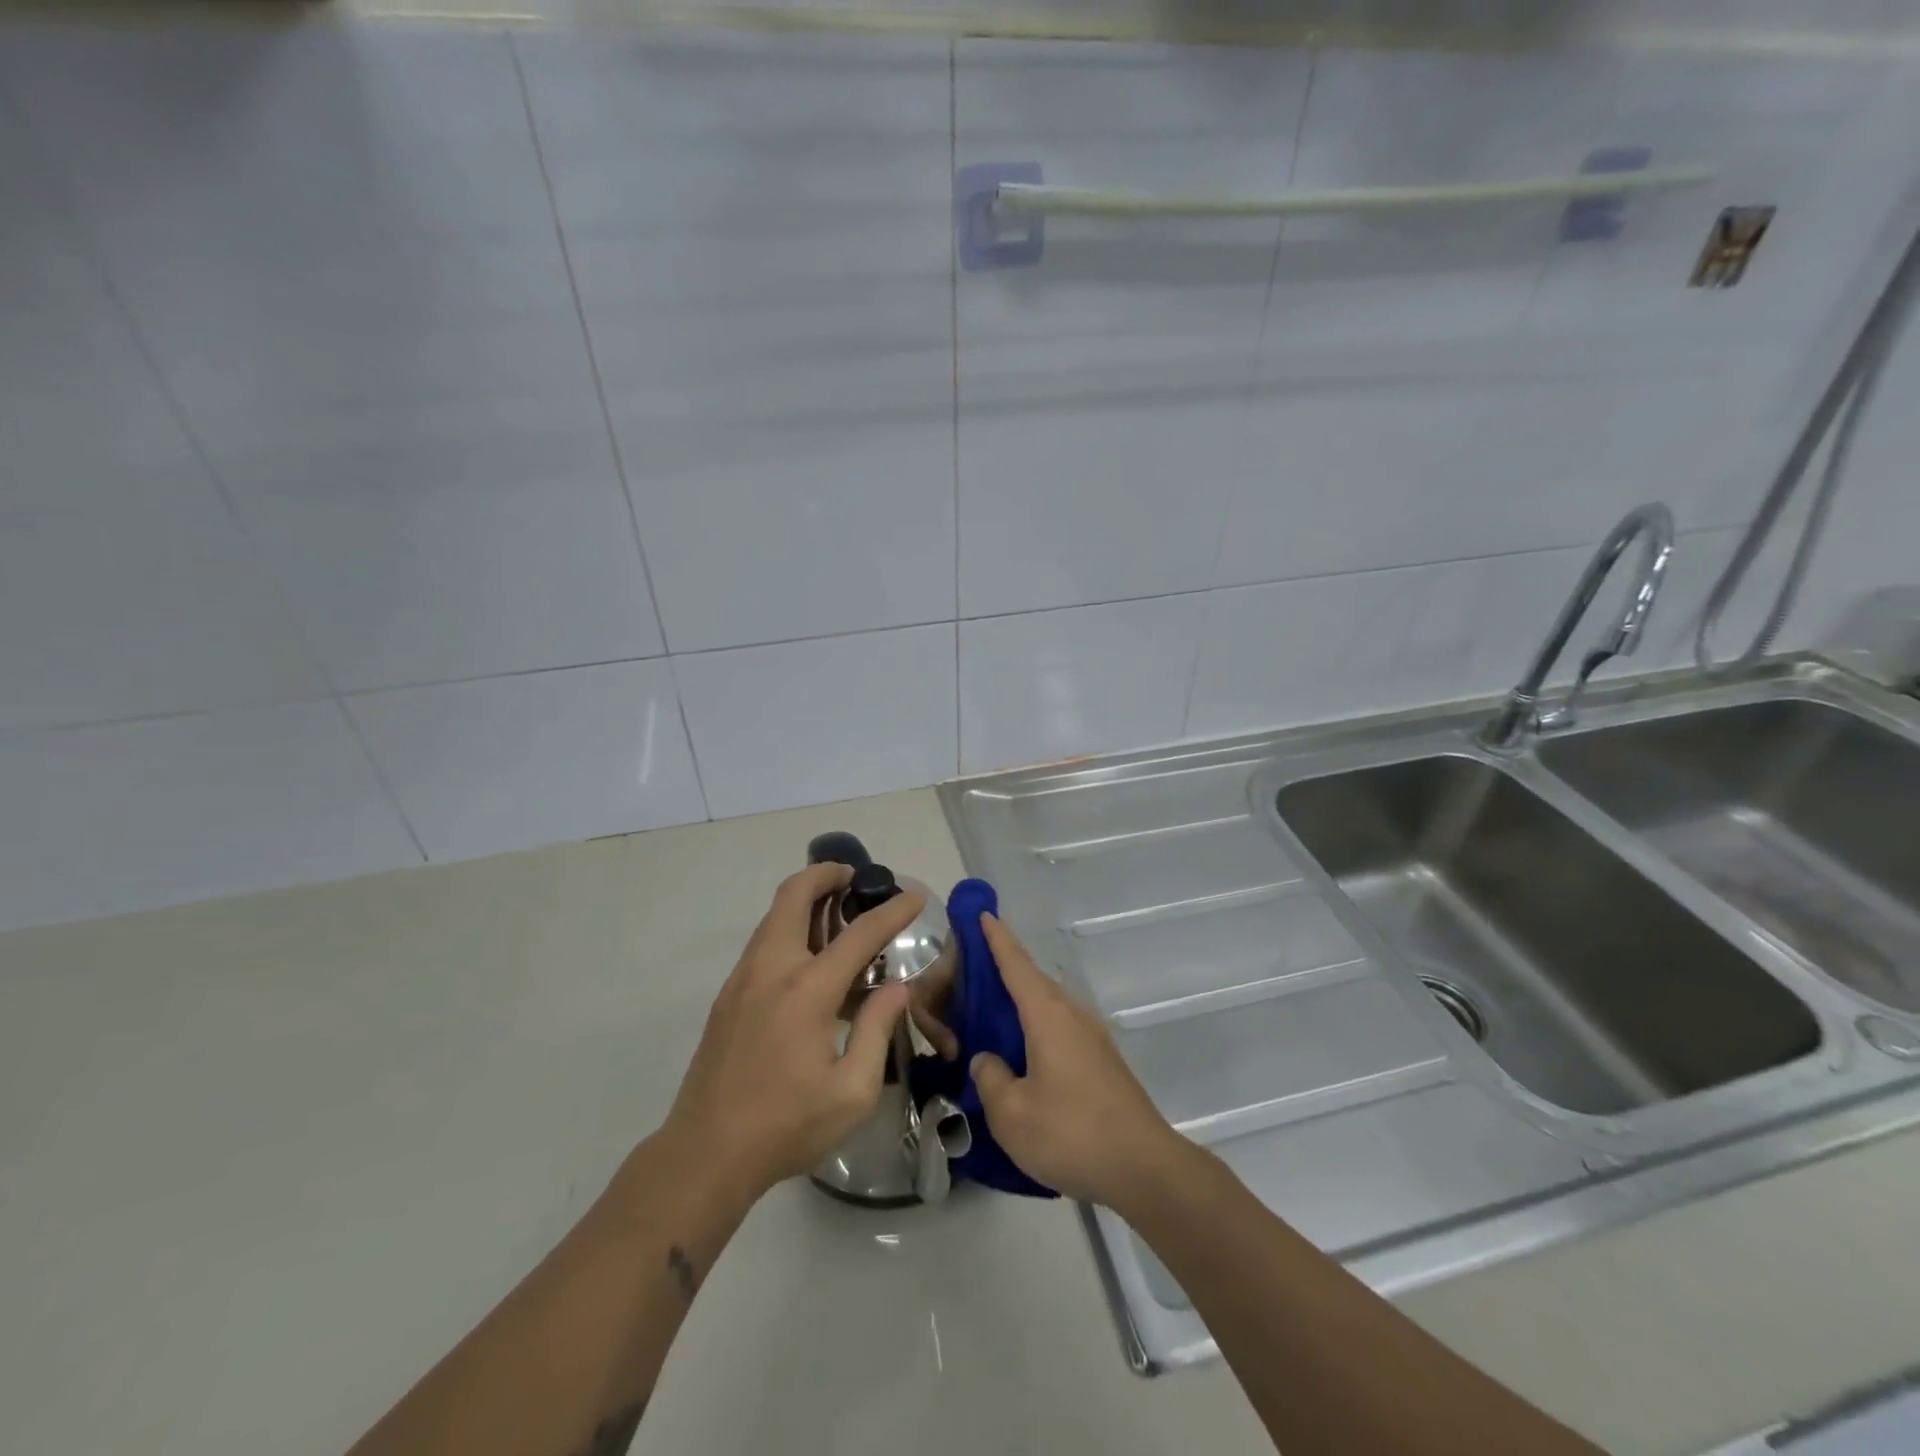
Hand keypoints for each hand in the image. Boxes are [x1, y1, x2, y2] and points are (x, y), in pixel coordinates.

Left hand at [661, 864, 924, 1203]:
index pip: (859, 934)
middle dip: (827, 874)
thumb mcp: (852, 1091)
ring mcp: (743, 979)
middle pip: (795, 895)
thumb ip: (877, 1029)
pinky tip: (813, 959)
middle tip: (856, 877)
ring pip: (774, 914)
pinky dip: (791, 927)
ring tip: (840, 913)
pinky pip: (764, 941)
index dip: (893, 911)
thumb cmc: (785, 1126)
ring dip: (806, 899)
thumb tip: (896, 988)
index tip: (915, 895)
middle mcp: (771, 969)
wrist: (704, 1155)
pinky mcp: (728, 996)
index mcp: (806, 990)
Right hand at [968, 913, 1191, 1211]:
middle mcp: (1071, 1014)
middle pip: (1031, 979)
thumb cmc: (1072, 1133)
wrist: (1145, 1168)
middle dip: (1001, 969)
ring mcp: (1090, 1037)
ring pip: (1045, 1005)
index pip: (1015, 963)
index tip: (981, 912)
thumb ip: (990, 1078)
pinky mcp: (1100, 1061)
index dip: (996, 937)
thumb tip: (987, 1059)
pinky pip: (1057, 1027)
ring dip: (1017, 1001)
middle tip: (966, 972)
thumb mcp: (1011, 1114)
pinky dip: (1032, 1026)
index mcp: (1047, 1014)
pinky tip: (1019, 1051)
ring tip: (986, 1013)